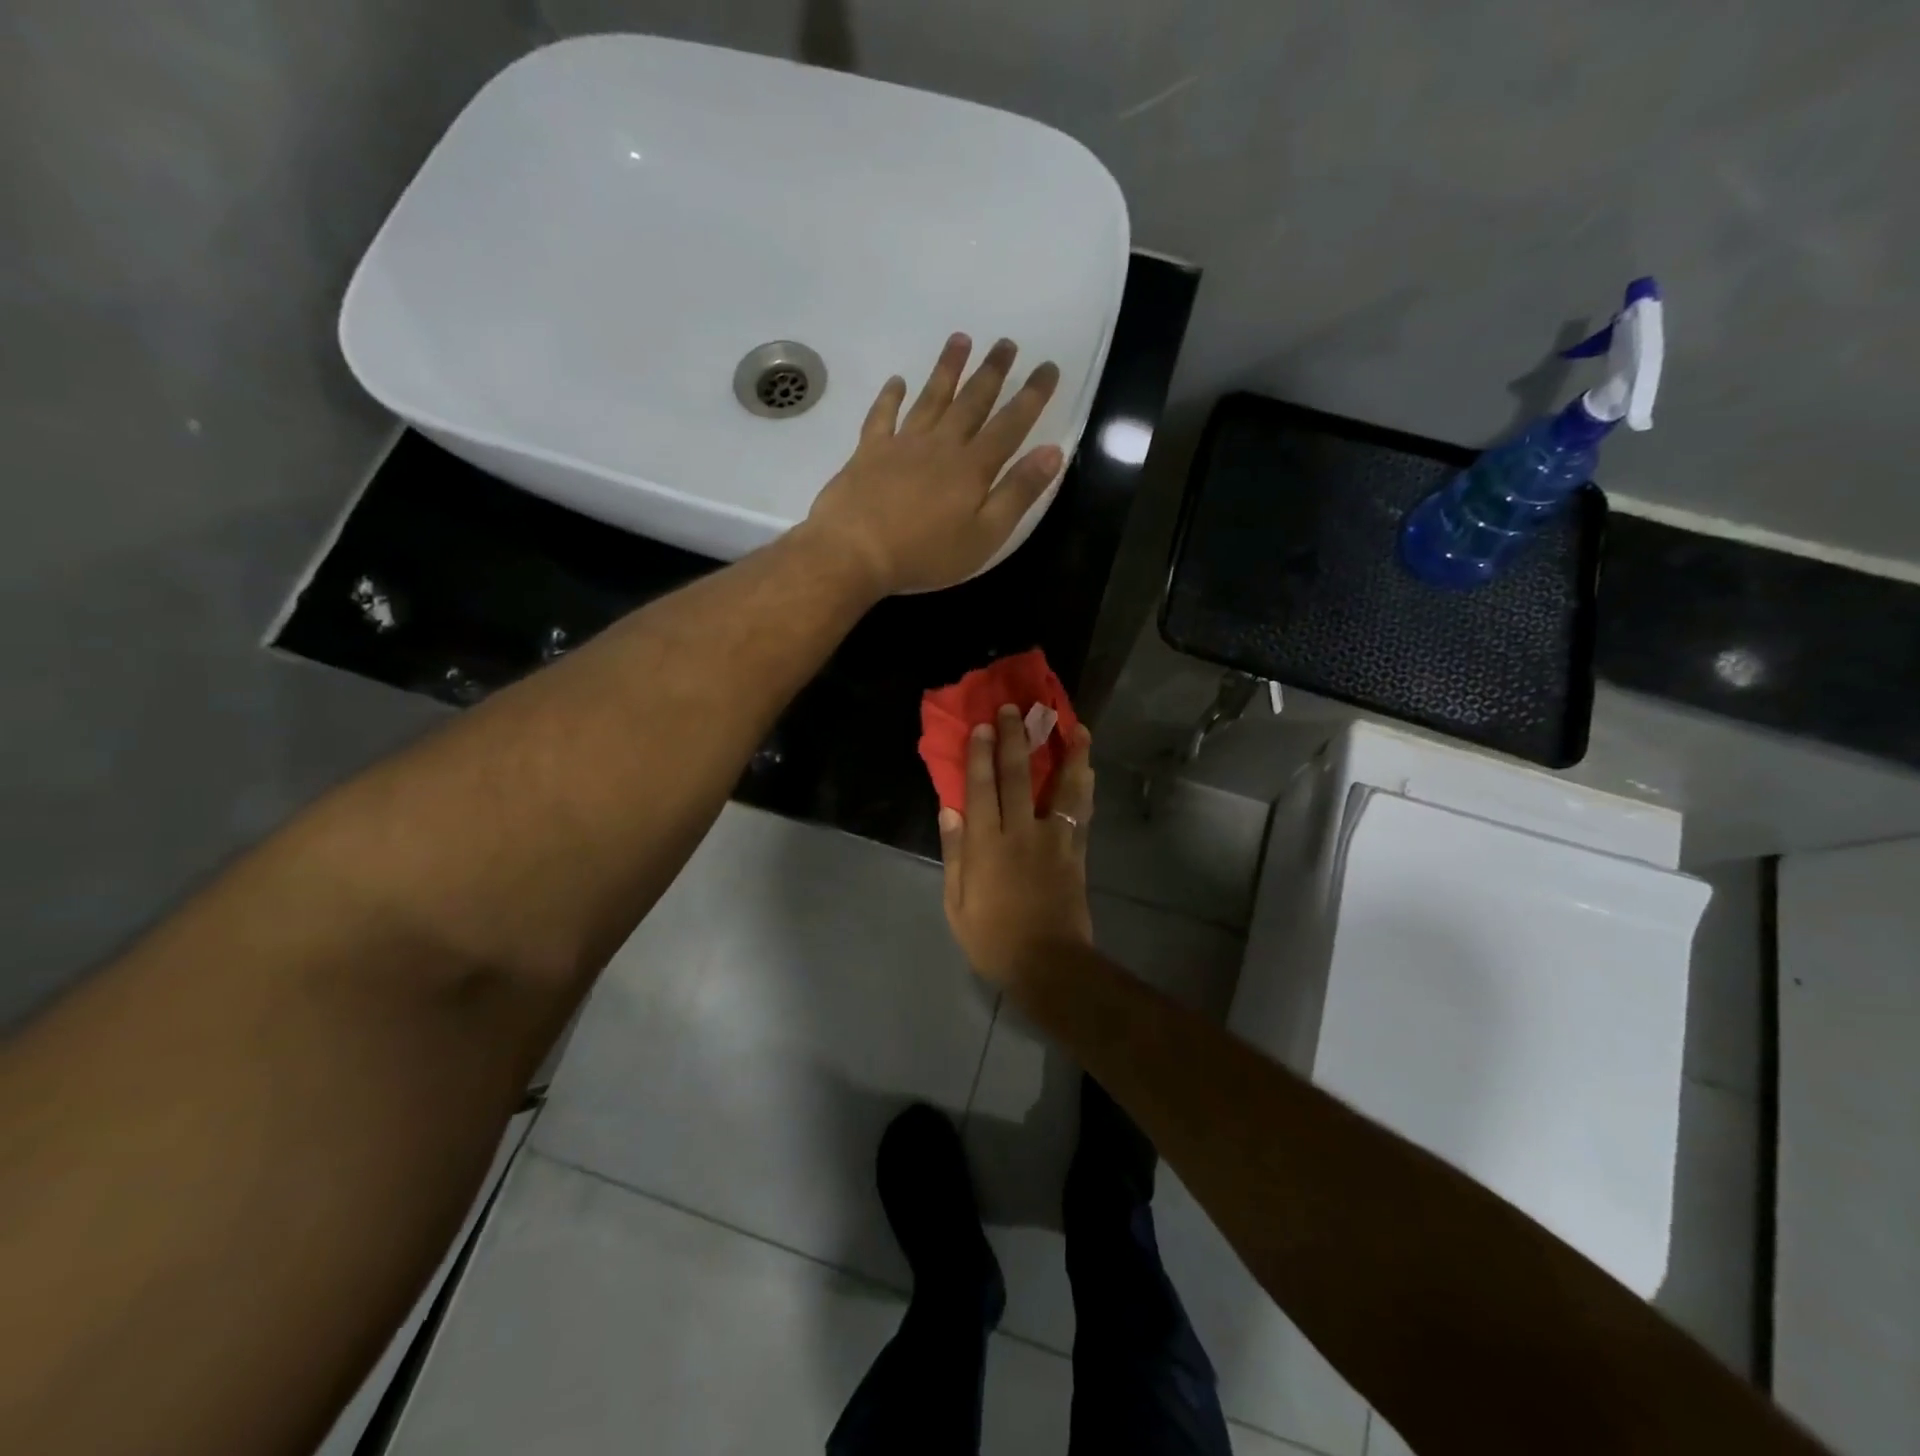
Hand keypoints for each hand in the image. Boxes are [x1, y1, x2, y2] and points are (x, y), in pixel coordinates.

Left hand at [801, 334, 1062, 595]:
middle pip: (971, 401)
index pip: (1011, 424)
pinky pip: (882, 416)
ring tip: (960, 339)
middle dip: (992, 372)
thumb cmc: (926, 553)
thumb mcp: (985, 535)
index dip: (1032, 396)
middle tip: (1006, 343)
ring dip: (947, 368)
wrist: (855, 551)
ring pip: (930, 398)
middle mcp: (940, 445)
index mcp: (972, 467)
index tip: (1048, 367)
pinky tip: (896, 381)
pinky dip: (890, 396)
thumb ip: (1018, 493)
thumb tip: (1052, 451)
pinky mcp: (869, 452)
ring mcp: (902, 444)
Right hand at [938, 705, 1095, 987]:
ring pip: (1062, 787)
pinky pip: (1082, 812)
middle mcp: (1020, 832)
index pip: (981, 788)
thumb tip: (949, 810)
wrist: (1048, 964)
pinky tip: (1089, 768)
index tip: (983, 725)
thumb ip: (955, 853)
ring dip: (1069, 754)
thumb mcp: (957, 903)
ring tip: (1076, 727)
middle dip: (1017, 739)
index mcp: (987, 844)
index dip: (981, 754)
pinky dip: (1085, 786)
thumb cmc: (993, 938)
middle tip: (1018, 710)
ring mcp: (1053, 839)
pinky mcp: (1075, 851)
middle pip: (1018, 776)